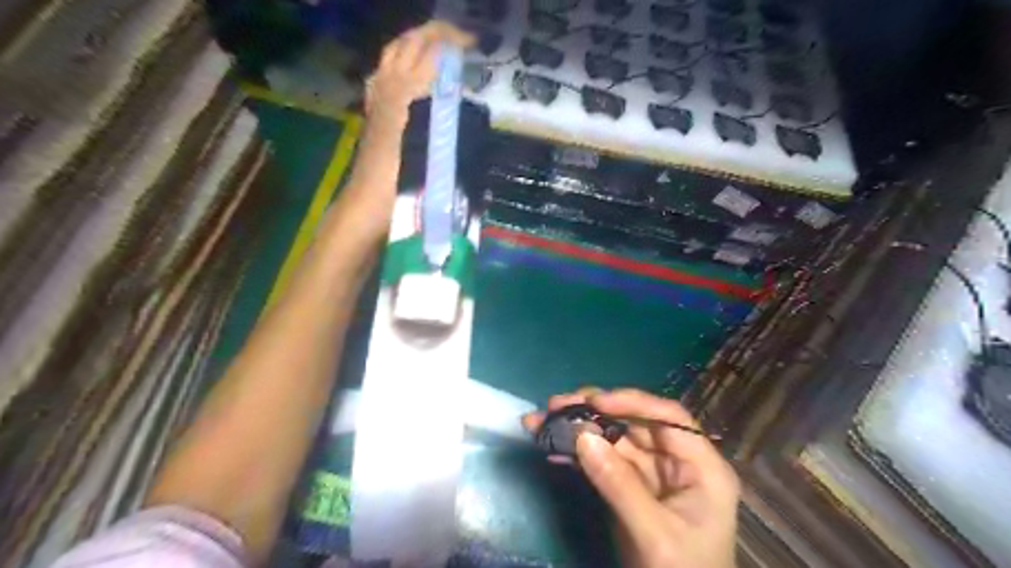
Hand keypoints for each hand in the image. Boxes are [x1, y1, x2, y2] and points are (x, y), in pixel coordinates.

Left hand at [337, 20, 472, 237]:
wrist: (368, 203)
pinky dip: (398, 62)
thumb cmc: (404, 185)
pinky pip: (383, 72)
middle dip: (436, 34)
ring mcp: (377, 96)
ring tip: (437, 50)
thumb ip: (448, 119)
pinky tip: (409, 75)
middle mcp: (390, 87)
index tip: (474, 45)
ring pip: (393, 52)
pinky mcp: (372, 110)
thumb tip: (463, 96)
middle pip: (410, 42)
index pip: (432, 51)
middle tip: (460, 41)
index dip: (454, 42)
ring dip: (415, 42)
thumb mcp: (435, 154)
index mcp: (408, 94)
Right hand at [525, 389, 739, 567]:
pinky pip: (601, 461)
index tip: (593, 401)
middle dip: (592, 411)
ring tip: (541, 421)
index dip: (631, 402)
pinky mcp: (628, 487)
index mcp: (700, 467)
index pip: (668, 418)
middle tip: (555, 405)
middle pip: (633, 423)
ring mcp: (650, 474)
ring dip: (577, 429)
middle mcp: (675, 462)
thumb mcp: (655, 534)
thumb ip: (620, 485)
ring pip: (612, 439)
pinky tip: (551, 449)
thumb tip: (583, 436)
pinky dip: (576, 454)